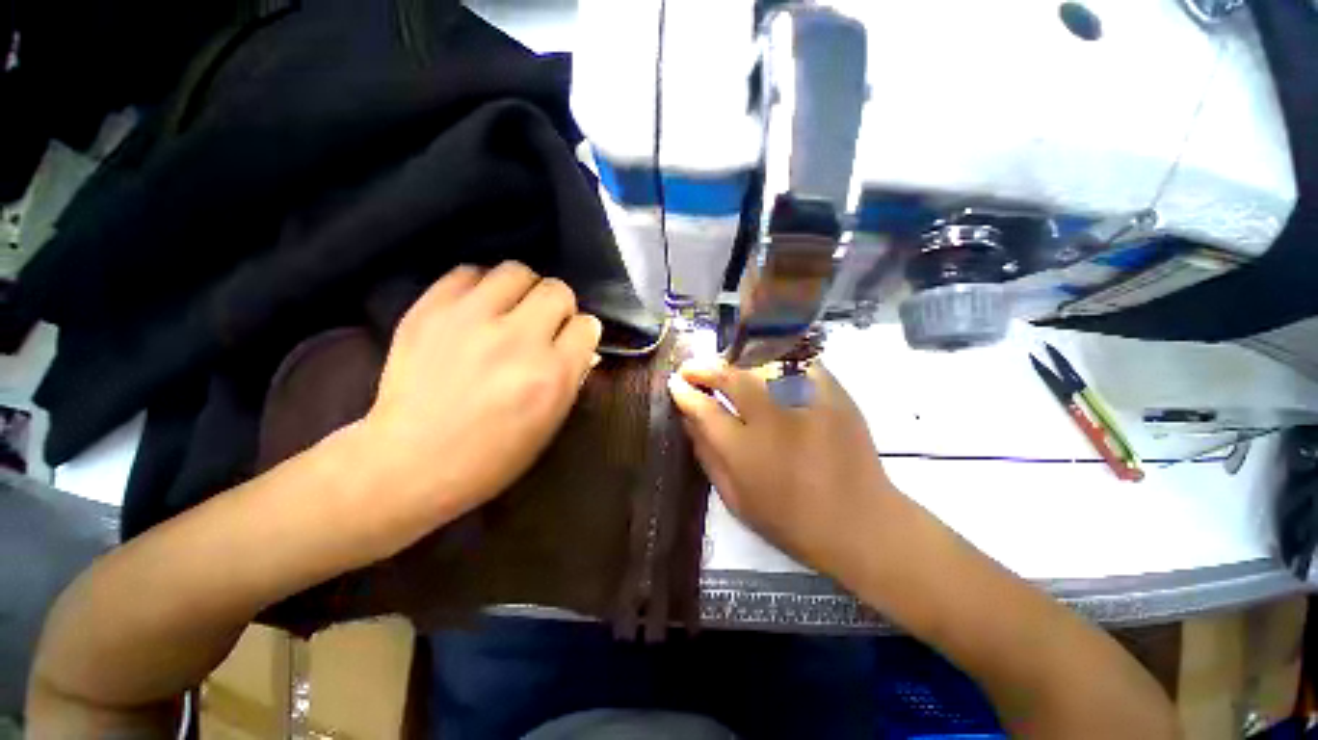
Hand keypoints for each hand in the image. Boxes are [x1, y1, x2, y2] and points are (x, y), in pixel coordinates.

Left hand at [358, 262, 601, 553]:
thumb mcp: (550, 422)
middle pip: (557, 290)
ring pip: (517, 271)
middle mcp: (516, 340)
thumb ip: (572, 376)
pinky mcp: (430, 310)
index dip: (582, 332)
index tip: (572, 339)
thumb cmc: (492, 455)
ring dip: (523, 290)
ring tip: (512, 309)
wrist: (410, 462)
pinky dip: (480, 286)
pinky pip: (468, 273)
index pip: (587, 326)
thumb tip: (581, 344)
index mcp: (550, 375)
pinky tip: (477, 307)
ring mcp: (470, 320)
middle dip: (559, 306)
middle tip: (544, 324)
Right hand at [668, 360, 899, 574]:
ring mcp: (806, 402)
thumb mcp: (736, 500)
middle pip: (731, 377)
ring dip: (735, 361)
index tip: (676, 383)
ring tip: (723, 365)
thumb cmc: (791, 521)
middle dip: (705, 368)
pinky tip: (764, 365)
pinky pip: (797, 363)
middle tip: (692, 368)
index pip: (705, 409)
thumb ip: (707, 456)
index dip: (686, 392)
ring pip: (762, 363)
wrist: (861, 524)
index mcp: (745, 451)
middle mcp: (773, 419)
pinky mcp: (833, 394)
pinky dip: (775, 360)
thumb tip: (688, 420)